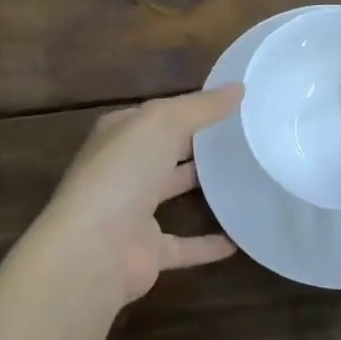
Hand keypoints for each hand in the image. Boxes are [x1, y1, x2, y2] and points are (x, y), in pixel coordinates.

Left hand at [34, 86, 242, 308]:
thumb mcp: (162, 122)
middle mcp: (125, 169)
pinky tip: (237, 238)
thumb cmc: (123, 172)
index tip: (232, 102)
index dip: (192, 106)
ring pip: (173, 192)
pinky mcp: (147, 251)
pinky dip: (208, 244)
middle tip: (245, 135)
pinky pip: (185, 246)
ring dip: (203, 186)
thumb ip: (201, 106)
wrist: (93, 250)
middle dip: (198, 143)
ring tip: (247, 175)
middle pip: (167, 150)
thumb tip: (239, 87)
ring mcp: (134, 212)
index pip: (158, 113)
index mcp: (121, 133)